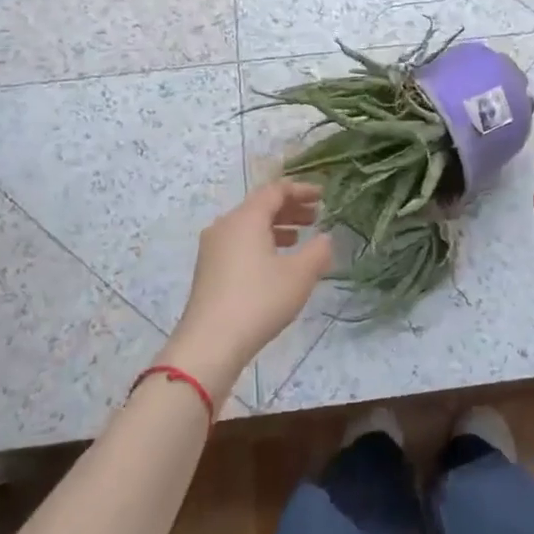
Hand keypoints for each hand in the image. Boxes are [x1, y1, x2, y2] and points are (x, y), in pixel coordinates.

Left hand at [163, 181, 333, 403]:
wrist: (210, 343)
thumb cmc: (259, 300)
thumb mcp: (300, 275)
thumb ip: (318, 251)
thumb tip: (325, 238)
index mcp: (245, 218)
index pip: (275, 190)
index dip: (301, 190)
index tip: (323, 196)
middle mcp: (225, 226)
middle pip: (260, 206)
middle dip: (290, 209)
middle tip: (316, 217)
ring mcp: (212, 249)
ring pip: (249, 226)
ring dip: (277, 227)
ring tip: (300, 239)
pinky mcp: (208, 270)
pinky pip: (240, 244)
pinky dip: (262, 243)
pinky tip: (276, 263)